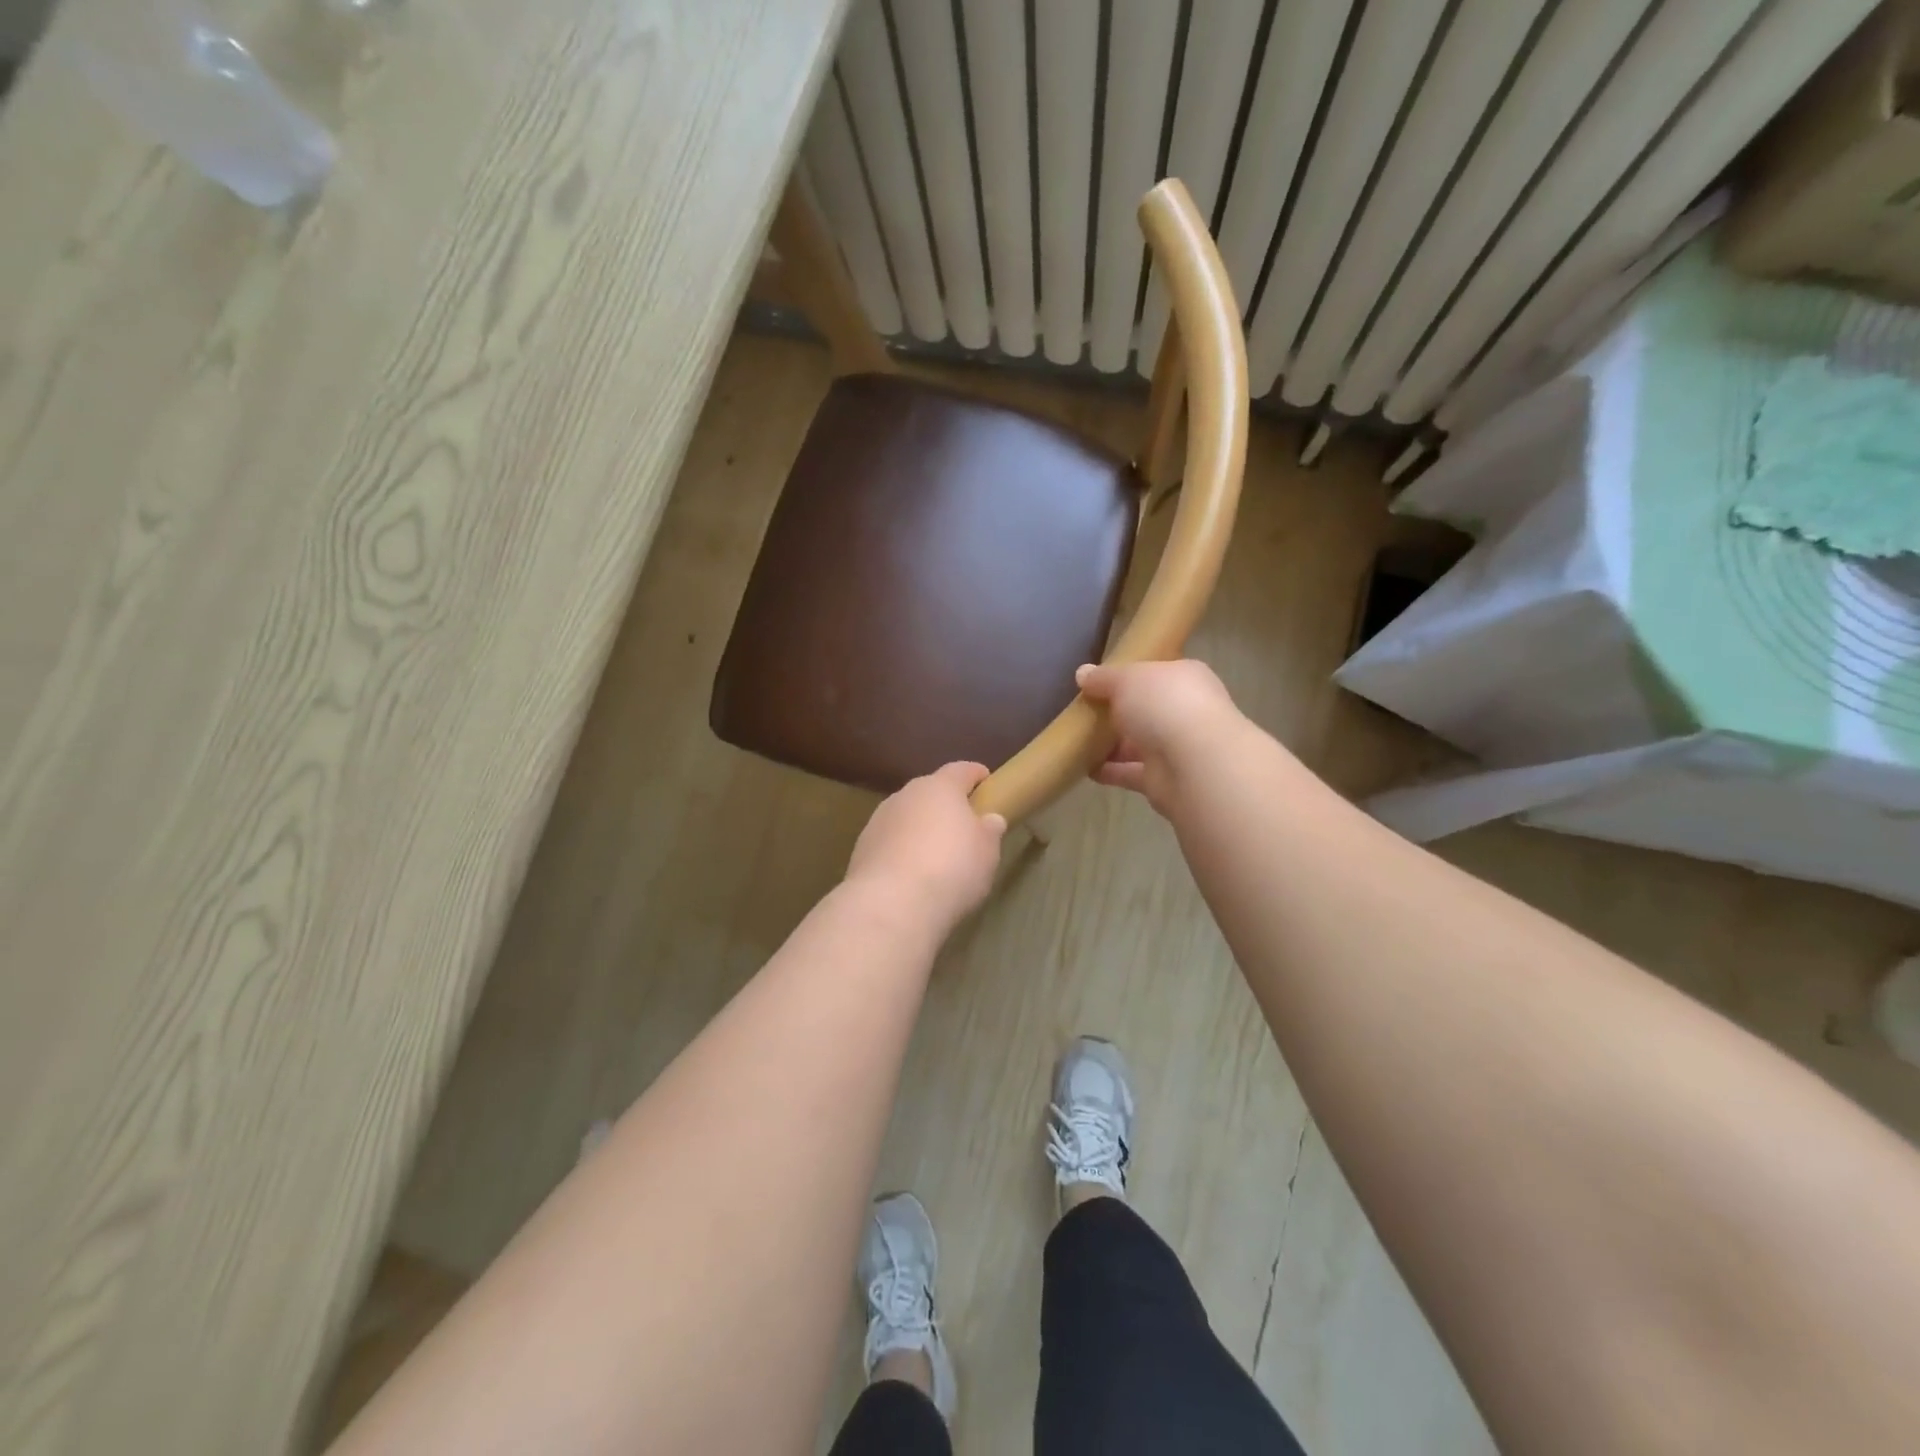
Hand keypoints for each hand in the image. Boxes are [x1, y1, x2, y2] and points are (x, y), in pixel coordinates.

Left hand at [844, 762, 1007, 927]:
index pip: (961, 770)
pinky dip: (901, 852)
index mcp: (939, 787)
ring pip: (906, 817)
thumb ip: (989, 830)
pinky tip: (911, 876)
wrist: (891, 904)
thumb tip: (989, 819)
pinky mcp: (861, 848)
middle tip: (963, 827)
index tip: (986, 783)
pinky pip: (889, 843)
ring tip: (935, 857)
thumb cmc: (952, 869)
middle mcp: (905, 795)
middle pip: (930, 792)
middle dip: (945, 806)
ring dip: (920, 829)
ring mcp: (878, 820)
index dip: (976, 775)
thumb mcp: (987, 851)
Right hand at [1075, 659, 1245, 816]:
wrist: (1194, 763)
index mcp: (1184, 678)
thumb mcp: (1127, 679)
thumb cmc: (1164, 705)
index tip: (1097, 683)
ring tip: (1077, 741)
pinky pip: (1131, 772)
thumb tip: (1082, 673)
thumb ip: (1104, 678)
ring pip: (1138, 743)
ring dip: (1112, 745)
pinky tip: (1084, 767)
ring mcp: (1177, 747)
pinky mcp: (1164, 779)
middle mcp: (1185, 711)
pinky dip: (1111, 771)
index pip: (1155, 674)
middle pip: (1146, 710)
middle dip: (1117, 713)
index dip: (1127, 677)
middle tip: (1082, 712)